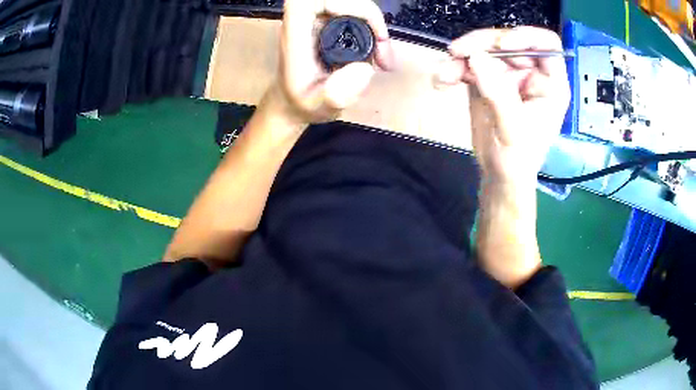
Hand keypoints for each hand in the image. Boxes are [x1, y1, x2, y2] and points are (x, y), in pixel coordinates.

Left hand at [270, 0, 394, 125]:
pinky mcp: (329, 24)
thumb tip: (365, 69)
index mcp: (296, 34)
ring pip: (350, 6)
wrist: (295, 104)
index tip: (360, 23)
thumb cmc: (303, 104)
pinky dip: (372, 29)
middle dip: (368, 15)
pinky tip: (378, 53)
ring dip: (374, 24)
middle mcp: (306, 21)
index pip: (309, 1)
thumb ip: (335, 94)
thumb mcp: (318, 107)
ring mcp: (318, 21)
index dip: (338, 2)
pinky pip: (354, 15)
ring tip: (383, 58)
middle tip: (383, 47)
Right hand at [435, 27, 569, 186]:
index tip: (502, 45)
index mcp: (550, 84)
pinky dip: (454, 69)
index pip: (546, 45)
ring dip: (462, 57)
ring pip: (485, 50)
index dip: (526, 37)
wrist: (499, 175)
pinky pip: (469, 63)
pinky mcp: (488, 79)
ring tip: (445, 74)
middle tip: (458, 52)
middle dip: (482, 45)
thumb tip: (475, 57)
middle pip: (508, 42)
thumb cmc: (517, 161)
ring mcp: (508, 75)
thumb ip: (499, 94)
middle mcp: (531, 74)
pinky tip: (443, 80)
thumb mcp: (513, 130)